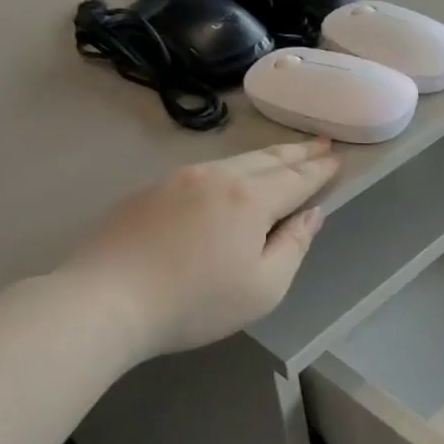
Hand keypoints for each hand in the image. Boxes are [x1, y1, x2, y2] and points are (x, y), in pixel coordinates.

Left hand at [62, 139, 339, 359]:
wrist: (104, 301)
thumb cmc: (195, 302)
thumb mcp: (264, 287)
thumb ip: (294, 246)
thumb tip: (312, 214)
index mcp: (251, 199)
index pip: (298, 178)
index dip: (321, 169)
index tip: (339, 157)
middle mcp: (219, 177)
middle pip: (269, 158)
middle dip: (299, 151)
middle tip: (322, 141)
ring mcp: (180, 179)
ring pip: (236, 159)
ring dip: (267, 155)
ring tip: (286, 153)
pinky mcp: (152, 190)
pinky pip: (206, 170)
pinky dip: (233, 167)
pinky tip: (234, 175)